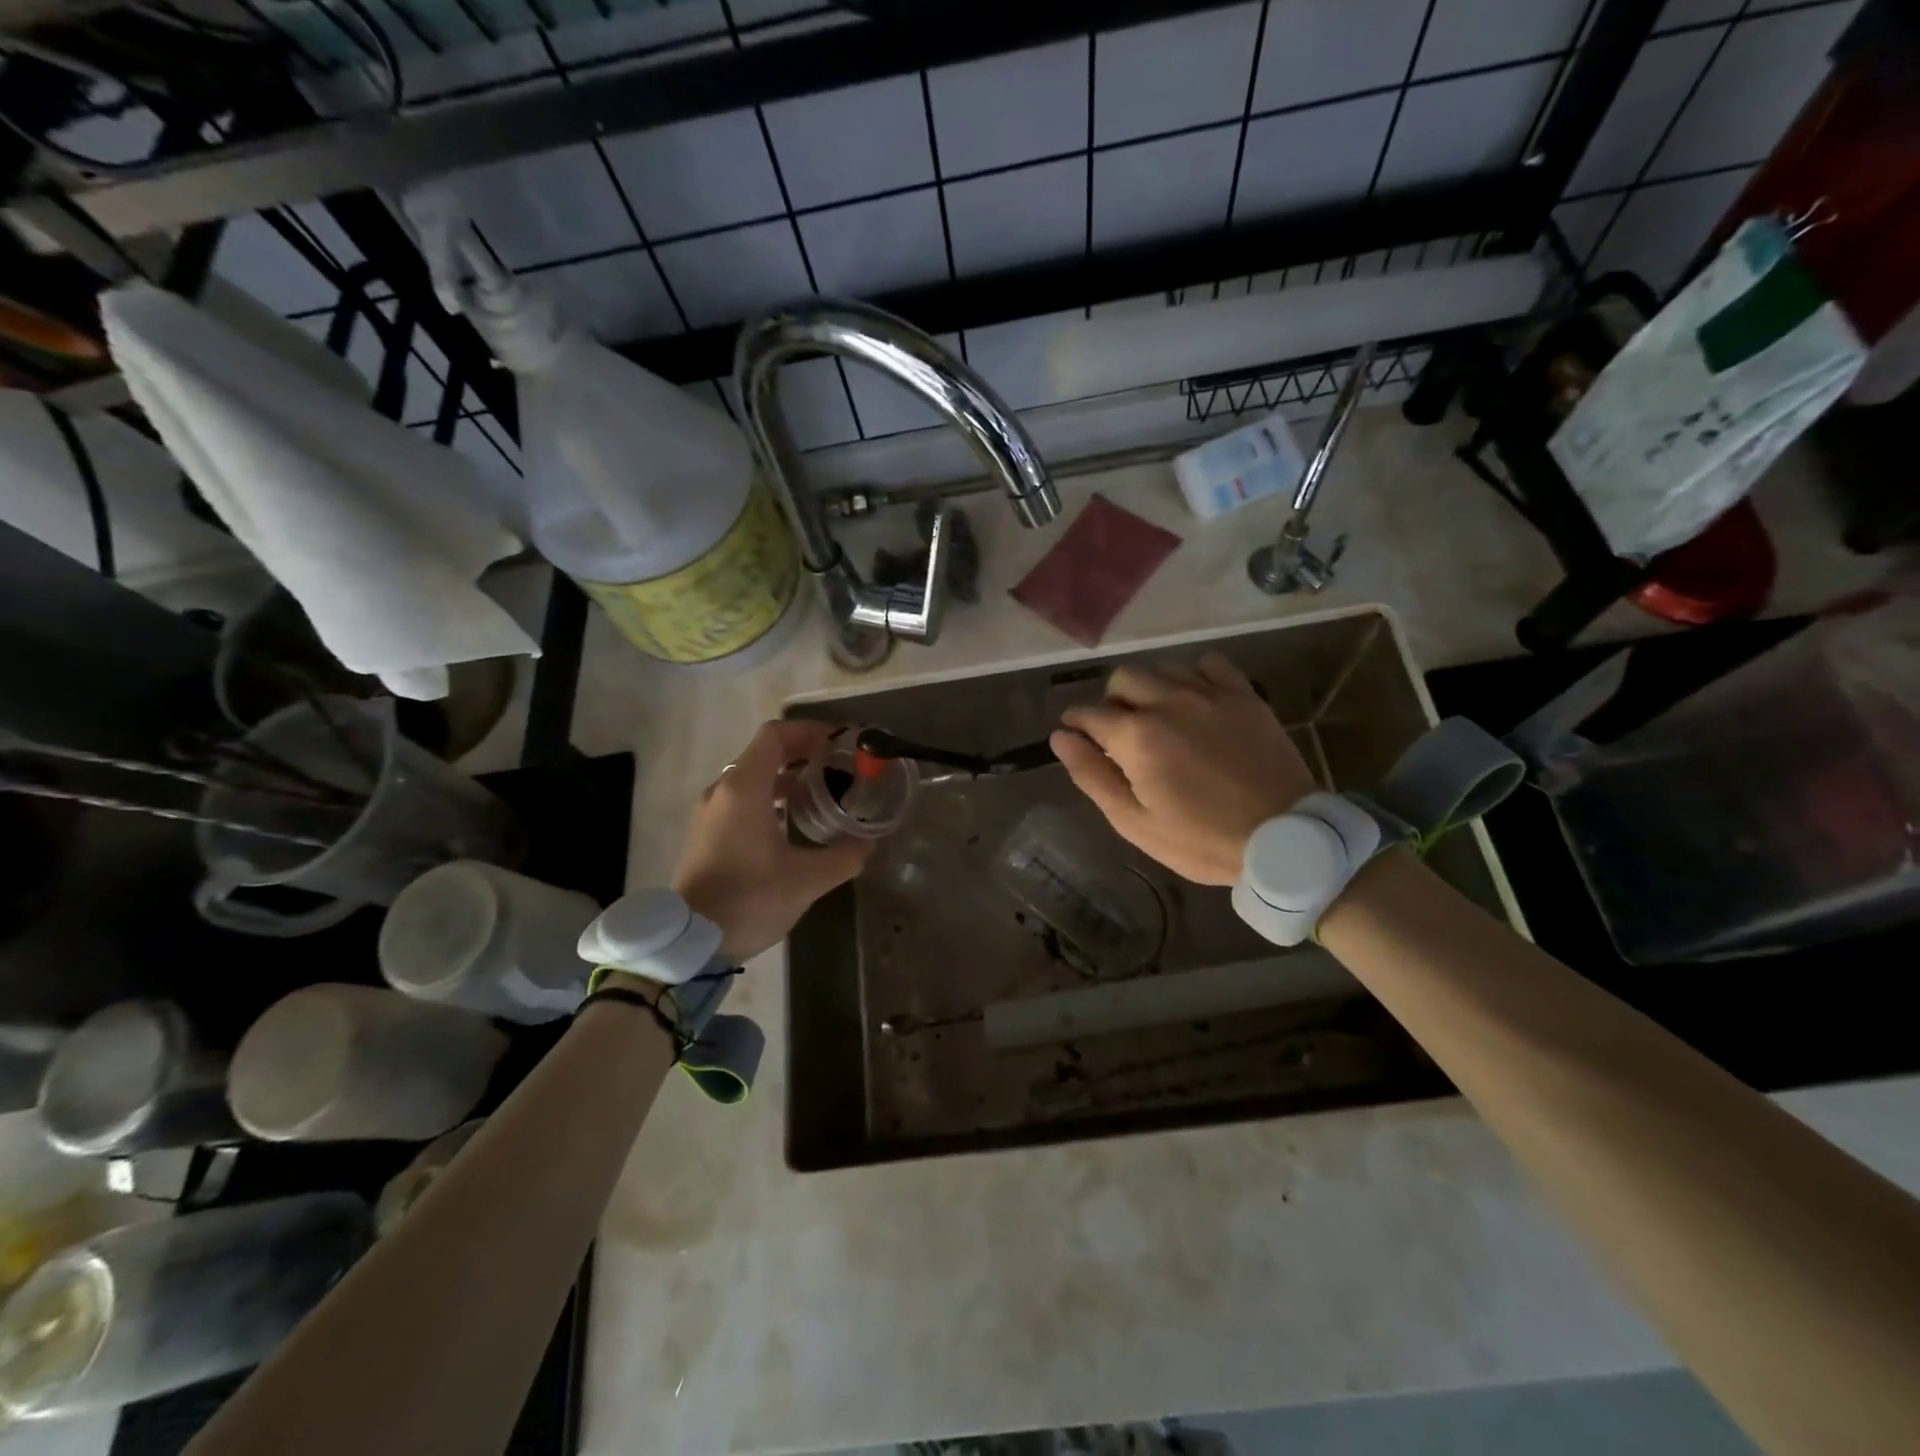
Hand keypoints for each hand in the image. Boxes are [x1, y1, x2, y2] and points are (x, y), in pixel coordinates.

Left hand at [672, 720, 871, 960]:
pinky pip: (742, 799)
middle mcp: (723, 790)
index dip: (810, 732)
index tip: (840, 744)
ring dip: (787, 778)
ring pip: (753, 778)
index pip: (776, 735)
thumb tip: (868, 843)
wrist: (689, 944)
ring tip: (823, 794)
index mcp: (744, 788)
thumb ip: (844, 856)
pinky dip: (771, 798)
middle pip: (765, 754)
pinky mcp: (707, 833)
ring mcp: (711, 812)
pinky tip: (794, 823)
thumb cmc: (749, 900)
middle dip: (804, 754)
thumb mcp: (807, 880)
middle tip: (839, 769)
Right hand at [1050, 652, 1315, 885]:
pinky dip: (1194, 675)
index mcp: (1136, 736)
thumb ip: (1092, 775)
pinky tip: (1197, 700)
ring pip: (1162, 667)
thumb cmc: (1199, 840)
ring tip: (1159, 716)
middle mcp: (1168, 702)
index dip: (1077, 724)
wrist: (1282, 839)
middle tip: (1121, 732)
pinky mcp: (1244, 695)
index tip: (1078, 736)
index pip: (1088, 713)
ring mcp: (1209, 694)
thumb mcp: (1134, 822)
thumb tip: (1061, 737)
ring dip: (1150, 687)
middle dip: (1112, 701)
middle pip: (1122, 679)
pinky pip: (1210, 663)